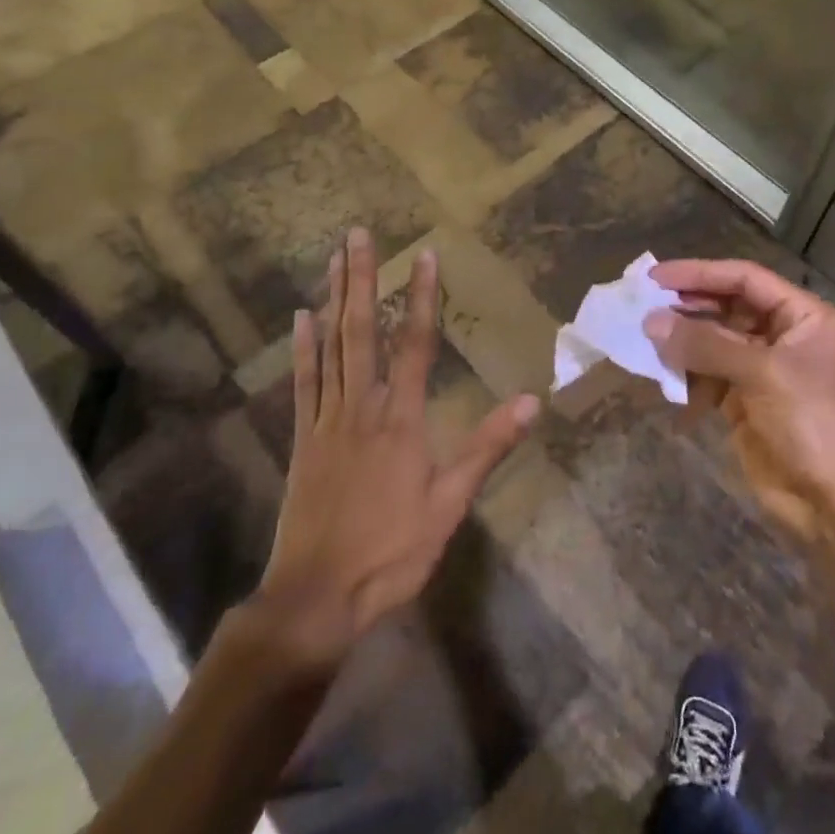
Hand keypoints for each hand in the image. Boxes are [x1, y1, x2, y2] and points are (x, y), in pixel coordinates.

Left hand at [242, 228, 538, 678]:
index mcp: (401, 419)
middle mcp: (362, 407)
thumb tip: (532, 400)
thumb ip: (487, 448)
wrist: (316, 598)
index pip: (417, 344)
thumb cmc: (391, 551)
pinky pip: (304, 383)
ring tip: (335, 259)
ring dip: (334, 300)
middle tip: (357, 235)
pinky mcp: (303, 439)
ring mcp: (328, 420)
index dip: (423, 298)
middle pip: (363, 331)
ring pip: (332, 347)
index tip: (425, 256)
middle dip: (362, 280)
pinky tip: (302, 318)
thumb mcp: (449, 504)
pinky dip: (304, 347)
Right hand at [645, 259, 834, 541]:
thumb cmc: (812, 423)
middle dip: (688, 307)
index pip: (746, 279)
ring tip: (646, 339)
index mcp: (803, 317)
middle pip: (728, 307)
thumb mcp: (762, 373)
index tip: (658, 276)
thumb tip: (651, 321)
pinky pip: (708, 375)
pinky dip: (686, 374)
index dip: (701, 274)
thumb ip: (705, 344)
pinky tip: (662, 374)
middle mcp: (783, 337)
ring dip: (683, 341)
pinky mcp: (745, 403)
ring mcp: (763, 371)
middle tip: (644, 305)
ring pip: (714, 342)